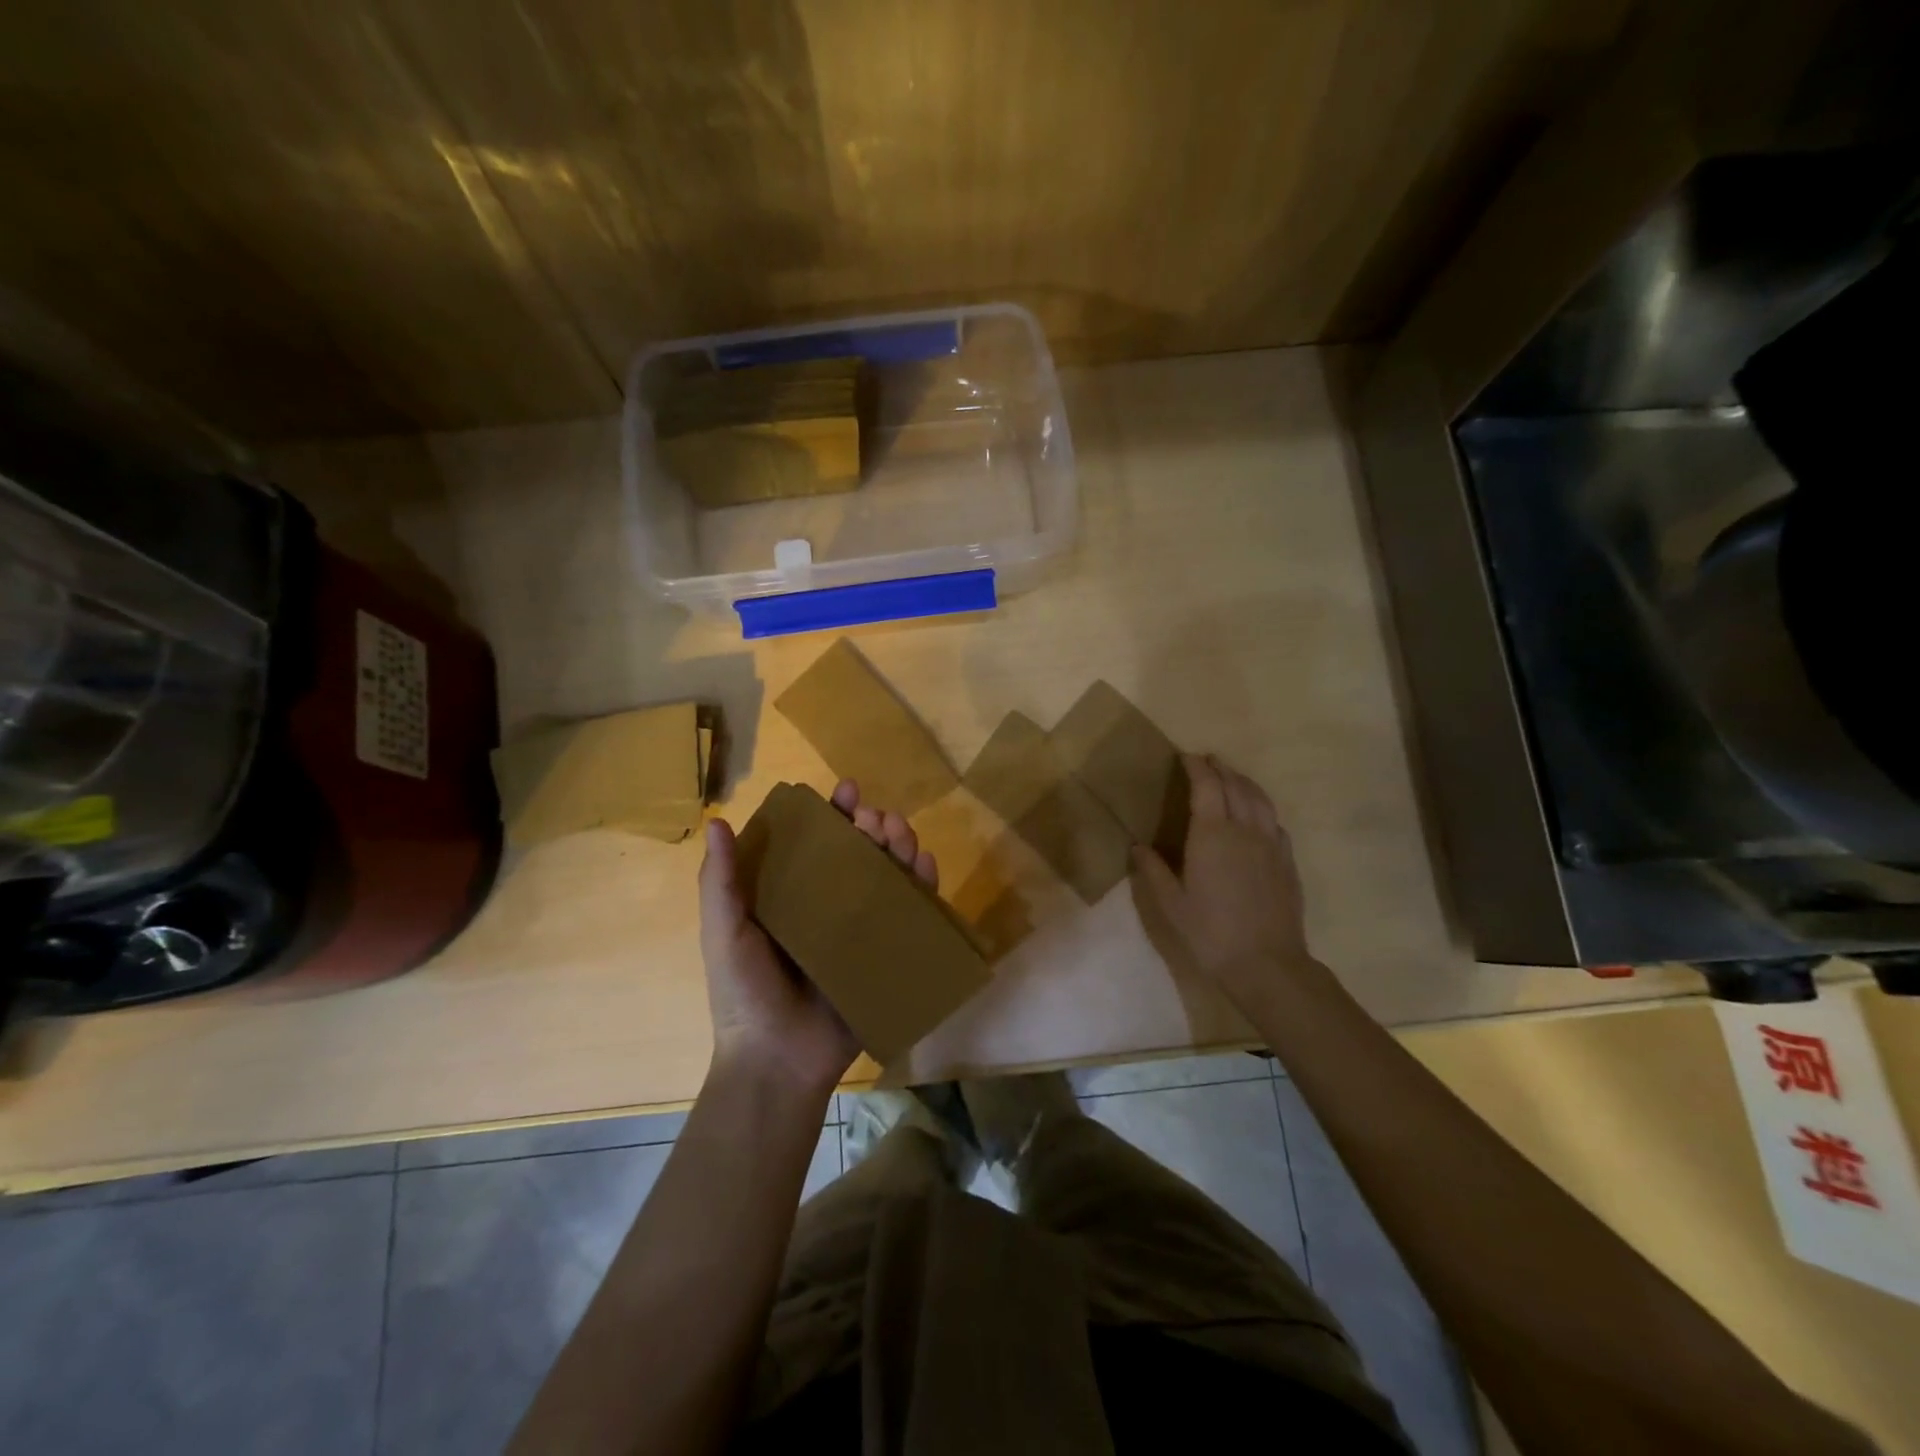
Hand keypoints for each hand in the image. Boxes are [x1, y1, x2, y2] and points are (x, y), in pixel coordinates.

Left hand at [699, 779, 937, 1096]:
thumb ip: (720, 882)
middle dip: (874, 825)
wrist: (778, 1061)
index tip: (847, 791)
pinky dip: (923, 884)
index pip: (818, 843)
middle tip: (875, 818)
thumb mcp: (724, 933)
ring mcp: (863, 929)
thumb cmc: (745, 994)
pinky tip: (924, 863)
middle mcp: (831, 905)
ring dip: (900, 845)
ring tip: (900, 831)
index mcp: (793, 895)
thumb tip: (717, 823)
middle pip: (861, 853)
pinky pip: (912, 913)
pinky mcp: (889, 953)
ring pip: (890, 875)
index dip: (834, 813)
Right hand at [1130, 754, 1320, 1008]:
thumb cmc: (1211, 933)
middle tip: (1206, 761)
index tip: (1185, 756)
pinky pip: (1275, 822)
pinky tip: (1257, 815)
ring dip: (1244, 782)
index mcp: (1212, 834)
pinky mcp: (1287, 861)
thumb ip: (1153, 871)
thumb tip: (1138, 846)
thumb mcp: (1171, 905)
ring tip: (1231, 777)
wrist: (1267, 964)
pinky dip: (1262, 807)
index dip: (1196, 766)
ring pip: (1260, 799)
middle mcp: (1244, 829)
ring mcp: (1271, 844)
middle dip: (1220, 768)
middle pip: (1235, 785)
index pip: (1207, 785)